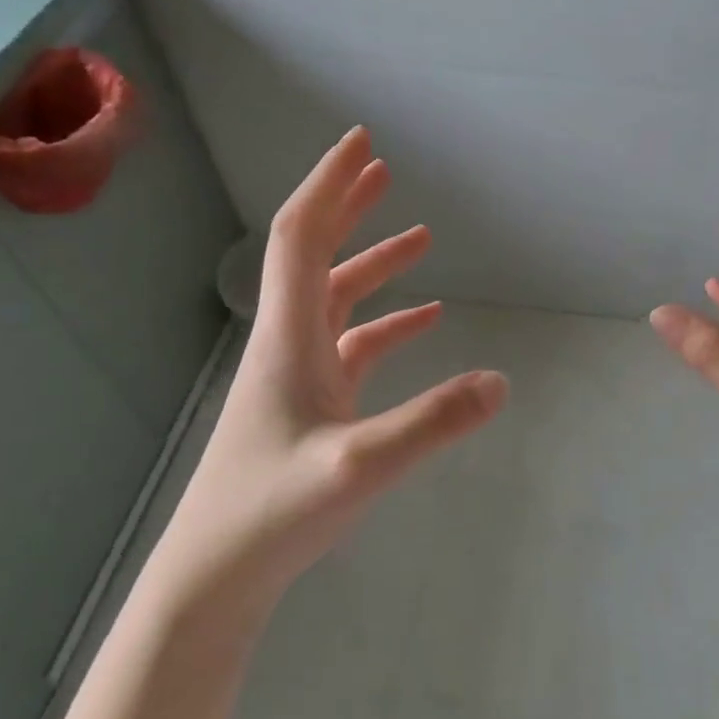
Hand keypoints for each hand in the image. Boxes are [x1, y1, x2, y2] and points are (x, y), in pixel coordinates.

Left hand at [159, 127, 506, 611]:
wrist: (217, 574)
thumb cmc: (273, 512)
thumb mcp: (361, 465)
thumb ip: (433, 422)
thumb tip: (500, 381)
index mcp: (289, 338)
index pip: (304, 238)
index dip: (331, 185)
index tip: (363, 144)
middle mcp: (290, 344)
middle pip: (316, 255)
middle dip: (349, 207)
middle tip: (384, 169)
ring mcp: (299, 376)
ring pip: (337, 300)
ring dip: (374, 264)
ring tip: (421, 237)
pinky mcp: (311, 406)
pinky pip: (353, 346)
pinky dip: (387, 324)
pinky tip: (425, 322)